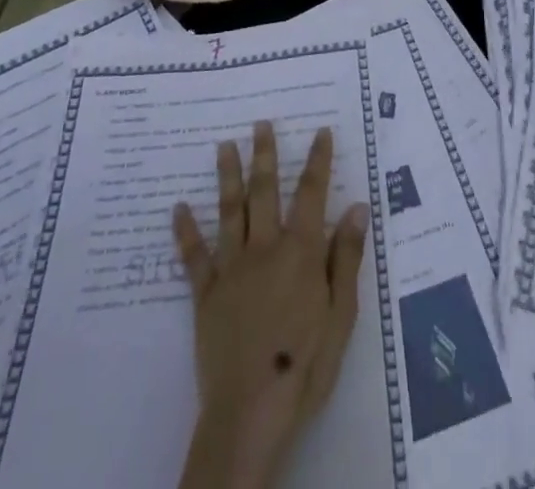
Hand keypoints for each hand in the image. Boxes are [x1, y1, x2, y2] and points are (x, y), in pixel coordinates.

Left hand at [173, 121, 369, 488]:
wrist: (250, 413)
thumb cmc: (305, 367)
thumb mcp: (341, 316)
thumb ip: (346, 258)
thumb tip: (356, 206)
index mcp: (301, 252)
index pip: (311, 194)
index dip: (317, 160)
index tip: (319, 131)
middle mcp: (265, 248)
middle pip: (265, 192)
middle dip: (264, 155)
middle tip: (260, 123)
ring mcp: (232, 269)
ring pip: (229, 212)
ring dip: (227, 176)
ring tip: (224, 146)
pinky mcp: (206, 295)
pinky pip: (194, 256)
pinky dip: (185, 231)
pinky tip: (178, 208)